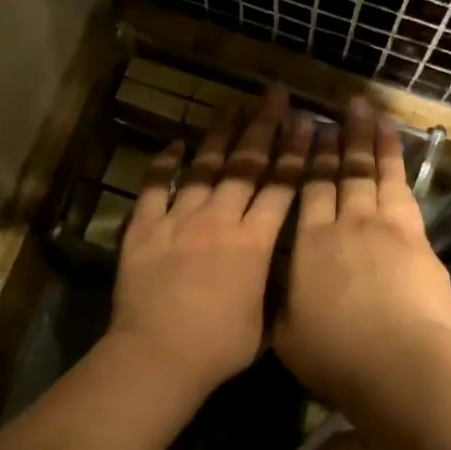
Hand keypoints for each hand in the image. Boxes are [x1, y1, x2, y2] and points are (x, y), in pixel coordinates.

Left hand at [108, 87, 313, 401]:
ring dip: (220, 134)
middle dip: (263, 127)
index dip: (295, 153)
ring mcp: (179, 220)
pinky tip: (174, 143)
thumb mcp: (265, 321)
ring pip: (205, 168)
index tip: (306, 122)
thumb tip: (283, 271)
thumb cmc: (219, 346)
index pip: (281, 187)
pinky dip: (163, 165)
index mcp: (255, 242)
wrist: (159, 354)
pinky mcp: (144, 229)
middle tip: (274, 95)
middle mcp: (219, 220)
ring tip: (232, 104)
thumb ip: (274, 288)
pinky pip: (154, 189)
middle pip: (246, 166)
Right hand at [275, 97, 450, 403]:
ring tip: (367, 111)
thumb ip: (282, 304)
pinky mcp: (416, 235)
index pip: (306, 191)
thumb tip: (274, 287)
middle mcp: (343, 224)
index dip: (305, 160)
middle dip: (338, 139)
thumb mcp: (288, 336)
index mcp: (308, 245)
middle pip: (340, 174)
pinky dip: (396, 161)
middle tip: (338, 109)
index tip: (306, 132)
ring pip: (372, 172)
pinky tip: (394, 146)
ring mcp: (383, 225)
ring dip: (369, 139)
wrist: (399, 361)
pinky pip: (402, 187)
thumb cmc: (336, 355)